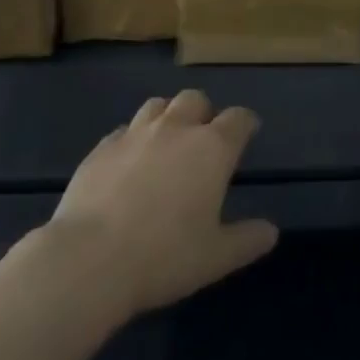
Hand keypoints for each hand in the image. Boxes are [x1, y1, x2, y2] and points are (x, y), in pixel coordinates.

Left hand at [34, 90, 277, 320]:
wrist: (89, 260)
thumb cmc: (164, 257)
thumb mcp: (216, 257)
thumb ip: (247, 240)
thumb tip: (270, 231)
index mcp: (212, 148)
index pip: (238, 118)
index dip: (246, 123)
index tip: (248, 132)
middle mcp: (176, 129)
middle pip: (195, 99)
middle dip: (204, 112)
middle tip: (203, 139)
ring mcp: (135, 134)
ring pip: (157, 105)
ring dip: (167, 116)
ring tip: (166, 141)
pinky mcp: (101, 148)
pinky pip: (123, 131)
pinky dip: (132, 139)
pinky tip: (128, 162)